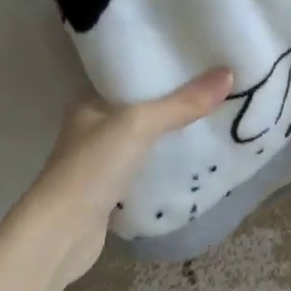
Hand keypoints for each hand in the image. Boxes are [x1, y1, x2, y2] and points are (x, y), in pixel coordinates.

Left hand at [9, 68, 234, 286]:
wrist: (62, 233)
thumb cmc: (94, 167)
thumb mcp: (140, 124)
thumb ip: (182, 103)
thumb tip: (228, 73)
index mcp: (90, 100)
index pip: (130, 73)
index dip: (161, 64)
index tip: (199, 57)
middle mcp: (93, 126)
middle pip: (141, 105)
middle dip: (174, 98)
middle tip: (216, 86)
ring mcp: (101, 159)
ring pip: (145, 137)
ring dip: (171, 131)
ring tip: (213, 116)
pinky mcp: (111, 188)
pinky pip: (146, 165)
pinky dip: (166, 161)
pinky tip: (194, 156)